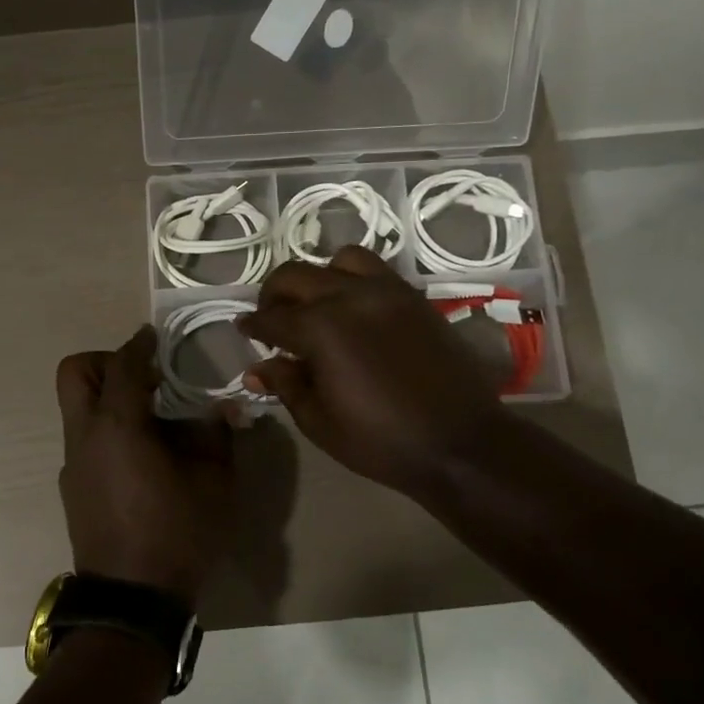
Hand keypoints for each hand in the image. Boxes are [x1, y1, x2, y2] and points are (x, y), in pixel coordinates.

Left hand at [55, 326, 236, 606]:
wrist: (132, 599)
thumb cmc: (177, 534)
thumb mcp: (214, 483)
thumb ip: (217, 436)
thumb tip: (224, 408)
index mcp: (118, 426)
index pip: (122, 365)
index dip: (139, 345)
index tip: (155, 337)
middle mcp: (85, 436)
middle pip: (74, 373)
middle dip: (105, 361)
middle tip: (144, 377)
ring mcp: (72, 462)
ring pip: (76, 407)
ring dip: (106, 397)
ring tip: (150, 419)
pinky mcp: (71, 486)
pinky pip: (84, 438)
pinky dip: (106, 429)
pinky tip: (140, 457)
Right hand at [239, 246, 509, 498]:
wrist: (461, 442)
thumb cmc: (381, 440)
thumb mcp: (319, 421)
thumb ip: (285, 385)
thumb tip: (257, 367)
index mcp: (320, 328)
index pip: (271, 317)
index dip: (252, 325)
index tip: (243, 330)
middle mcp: (349, 297)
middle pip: (295, 276)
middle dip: (274, 294)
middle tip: (271, 317)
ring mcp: (386, 291)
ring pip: (339, 260)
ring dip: (318, 278)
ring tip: (316, 304)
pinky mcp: (414, 297)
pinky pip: (376, 270)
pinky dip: (354, 279)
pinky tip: (353, 308)